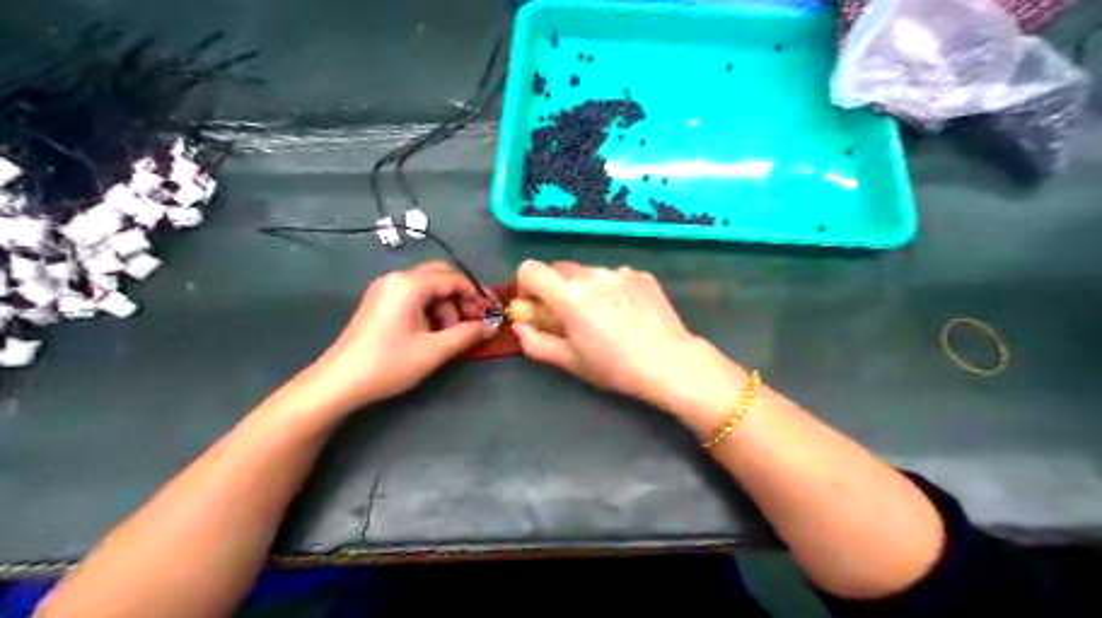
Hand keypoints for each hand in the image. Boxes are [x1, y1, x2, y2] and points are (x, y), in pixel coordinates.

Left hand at [300, 261, 489, 413]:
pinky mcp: (380, 303)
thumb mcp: (434, 350)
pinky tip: (434, 333)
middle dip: (462, 297)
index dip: (477, 294)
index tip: (492, 313)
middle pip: (441, 277)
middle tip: (476, 320)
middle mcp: (397, 279)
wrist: (339, 382)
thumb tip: (493, 325)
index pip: (454, 278)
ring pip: (428, 288)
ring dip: (447, 306)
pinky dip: (431, 310)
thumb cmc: (389, 363)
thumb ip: (468, 334)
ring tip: (452, 334)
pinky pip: (414, 297)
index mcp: (409, 284)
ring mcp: (385, 290)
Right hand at [512, 261, 744, 418]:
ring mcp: (620, 272)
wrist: (669, 362)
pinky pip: (615, 276)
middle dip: (555, 288)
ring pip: (588, 272)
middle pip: (559, 268)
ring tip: (603, 317)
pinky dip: (611, 289)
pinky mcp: (641, 275)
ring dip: (584, 288)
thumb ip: (536, 343)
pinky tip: (627, 313)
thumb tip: (520, 327)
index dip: (525, 285)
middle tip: (569, 316)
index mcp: (568, 295)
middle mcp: (592, 275)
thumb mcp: (570, 361)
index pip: (530, 269)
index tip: (536, 306)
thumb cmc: (614, 367)